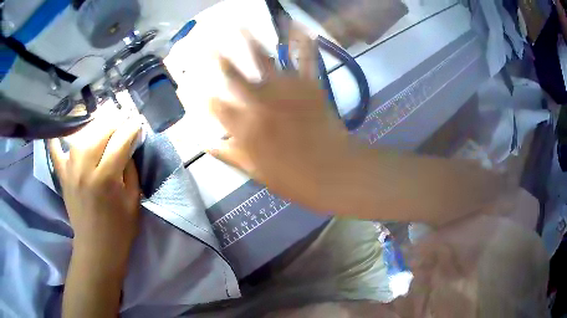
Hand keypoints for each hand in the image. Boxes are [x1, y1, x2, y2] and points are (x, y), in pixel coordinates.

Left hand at [49, 108, 141, 265]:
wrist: (97, 249)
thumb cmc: (120, 229)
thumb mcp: (134, 200)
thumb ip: (131, 170)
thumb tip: (129, 146)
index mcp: (107, 179)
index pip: (120, 141)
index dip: (132, 128)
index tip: (138, 123)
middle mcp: (85, 170)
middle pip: (99, 132)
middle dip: (115, 121)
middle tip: (123, 119)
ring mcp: (70, 172)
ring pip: (80, 136)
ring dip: (94, 125)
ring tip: (103, 122)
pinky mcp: (62, 177)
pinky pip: (55, 152)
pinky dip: (55, 139)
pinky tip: (58, 128)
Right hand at [208, 30, 357, 212]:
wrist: (334, 172)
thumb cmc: (295, 179)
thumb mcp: (256, 173)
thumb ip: (228, 154)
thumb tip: (205, 142)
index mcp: (244, 127)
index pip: (213, 104)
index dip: (197, 92)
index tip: (187, 81)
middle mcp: (259, 103)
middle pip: (232, 75)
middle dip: (216, 56)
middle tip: (205, 42)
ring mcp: (285, 91)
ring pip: (263, 59)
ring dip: (249, 40)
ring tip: (239, 24)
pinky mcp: (309, 85)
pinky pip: (304, 58)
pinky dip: (302, 41)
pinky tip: (297, 26)